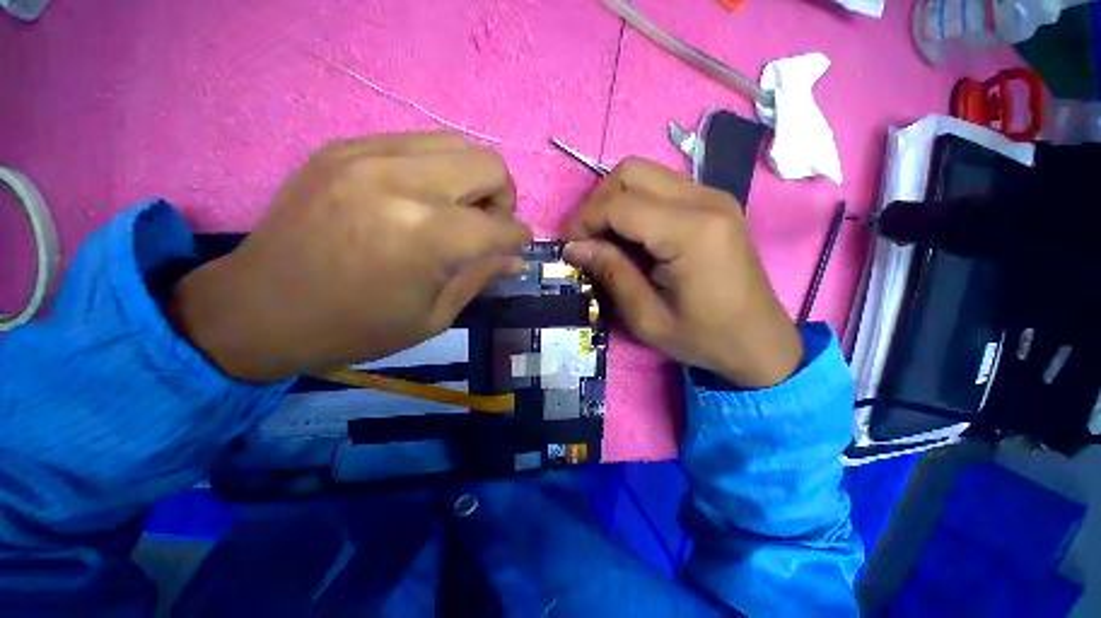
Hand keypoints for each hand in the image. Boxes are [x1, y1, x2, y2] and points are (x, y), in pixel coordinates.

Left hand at [170, 133, 530, 381]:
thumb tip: (514, 258)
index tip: (518, 247)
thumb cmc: (355, 327)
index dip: (519, 237)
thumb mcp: (433, 316)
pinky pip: (415, 142)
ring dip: (472, 178)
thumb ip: (480, 277)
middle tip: (488, 225)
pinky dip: (436, 170)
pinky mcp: (343, 148)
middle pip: (488, 165)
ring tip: (458, 209)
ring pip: (456, 143)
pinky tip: (421, 197)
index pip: (500, 226)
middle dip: (503, 198)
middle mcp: (402, 183)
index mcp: (426, 238)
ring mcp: (367, 156)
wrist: (260, 308)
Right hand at [561, 158, 801, 387]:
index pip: (620, 204)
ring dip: (614, 200)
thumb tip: (574, 247)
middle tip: (585, 238)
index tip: (568, 246)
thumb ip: (611, 273)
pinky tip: (630, 233)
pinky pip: (661, 185)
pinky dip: (634, 202)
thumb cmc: (704, 337)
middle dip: (597, 202)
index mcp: (691, 233)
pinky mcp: (714, 202)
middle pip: (630, 172)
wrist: (759, 340)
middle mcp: (706, 200)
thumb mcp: (647, 317)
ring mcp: (713, 196)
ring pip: (644, 172)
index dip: (584, 221)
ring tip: (603, 236)